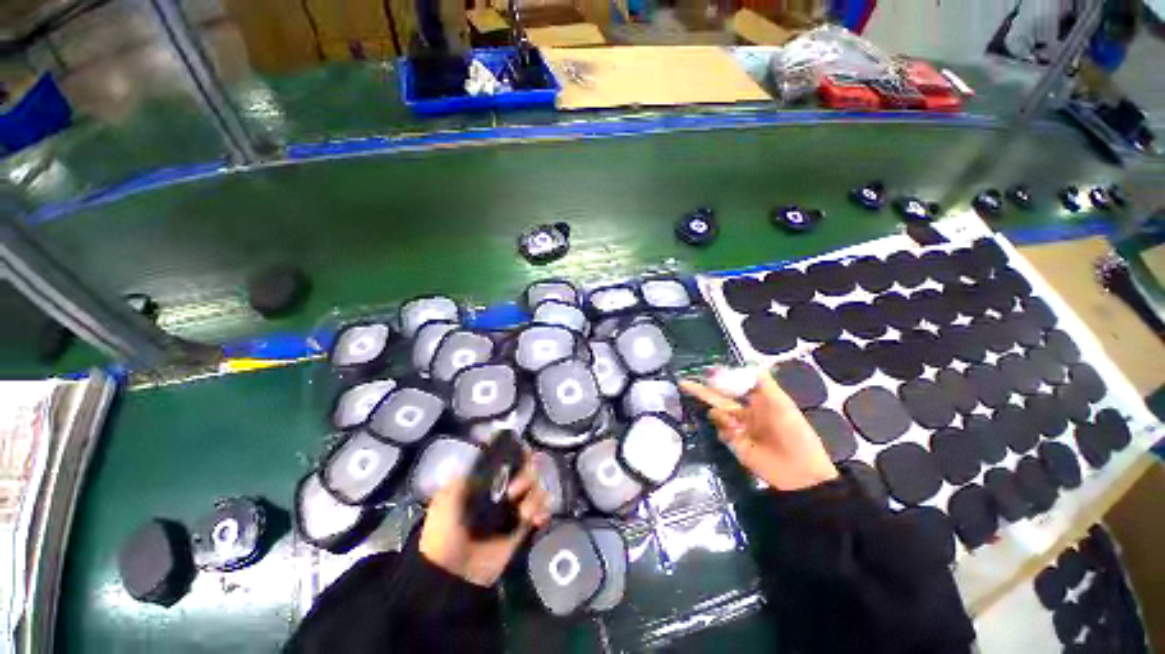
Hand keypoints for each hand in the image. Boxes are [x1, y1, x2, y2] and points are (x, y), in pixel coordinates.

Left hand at [419, 455, 550, 586]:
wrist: (451, 572)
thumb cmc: (445, 530)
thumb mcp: (447, 498)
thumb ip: (468, 475)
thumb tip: (493, 457)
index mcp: (486, 479)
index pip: (510, 457)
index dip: (520, 453)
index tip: (524, 455)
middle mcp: (504, 488)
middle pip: (529, 469)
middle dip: (527, 476)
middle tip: (514, 492)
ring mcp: (514, 507)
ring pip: (538, 487)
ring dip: (535, 496)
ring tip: (523, 514)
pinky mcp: (523, 526)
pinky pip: (543, 509)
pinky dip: (544, 510)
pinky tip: (537, 519)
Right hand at [680, 368, 837, 491]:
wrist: (798, 471)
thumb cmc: (793, 431)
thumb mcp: (782, 402)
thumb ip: (763, 382)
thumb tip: (747, 364)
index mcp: (757, 400)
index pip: (733, 384)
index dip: (720, 377)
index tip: (707, 371)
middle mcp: (744, 411)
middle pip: (719, 397)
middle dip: (701, 390)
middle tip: (683, 382)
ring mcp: (737, 427)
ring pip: (717, 413)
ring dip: (719, 414)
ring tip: (734, 423)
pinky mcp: (733, 442)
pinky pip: (720, 430)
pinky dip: (724, 429)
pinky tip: (736, 433)